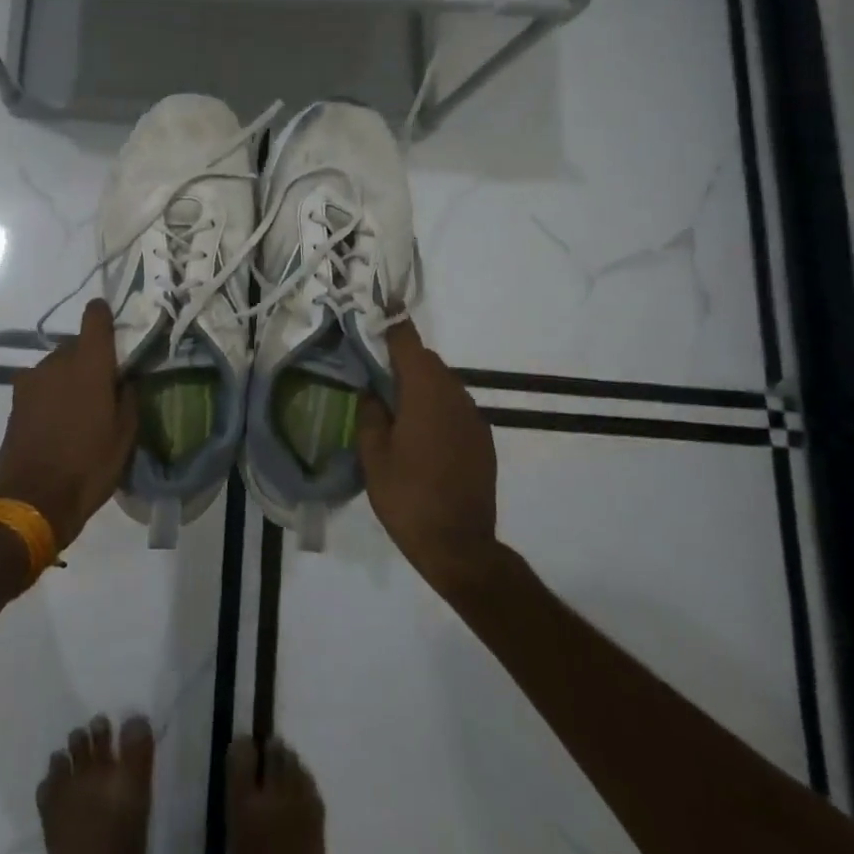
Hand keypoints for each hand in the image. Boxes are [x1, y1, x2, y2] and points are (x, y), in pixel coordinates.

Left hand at [0, 300, 136, 549]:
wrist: (33, 500)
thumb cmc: (89, 465)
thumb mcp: (125, 435)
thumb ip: (128, 397)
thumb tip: (125, 379)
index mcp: (90, 364)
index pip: (95, 317)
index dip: (103, 314)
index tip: (112, 325)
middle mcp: (58, 361)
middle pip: (76, 344)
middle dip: (89, 358)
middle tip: (102, 386)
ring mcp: (32, 379)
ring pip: (56, 365)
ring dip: (67, 377)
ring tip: (78, 409)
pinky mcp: (16, 400)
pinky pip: (40, 385)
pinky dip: (50, 394)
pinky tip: (57, 421)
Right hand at [356, 321, 498, 594]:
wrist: (461, 547)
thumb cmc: (408, 498)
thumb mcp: (373, 456)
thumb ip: (370, 415)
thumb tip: (373, 393)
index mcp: (425, 392)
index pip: (408, 343)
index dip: (393, 323)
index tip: (381, 306)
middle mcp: (455, 395)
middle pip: (427, 362)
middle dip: (403, 361)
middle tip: (376, 376)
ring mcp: (474, 417)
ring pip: (443, 384)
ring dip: (421, 386)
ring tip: (396, 410)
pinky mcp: (483, 439)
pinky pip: (455, 408)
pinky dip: (437, 408)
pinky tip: (421, 437)